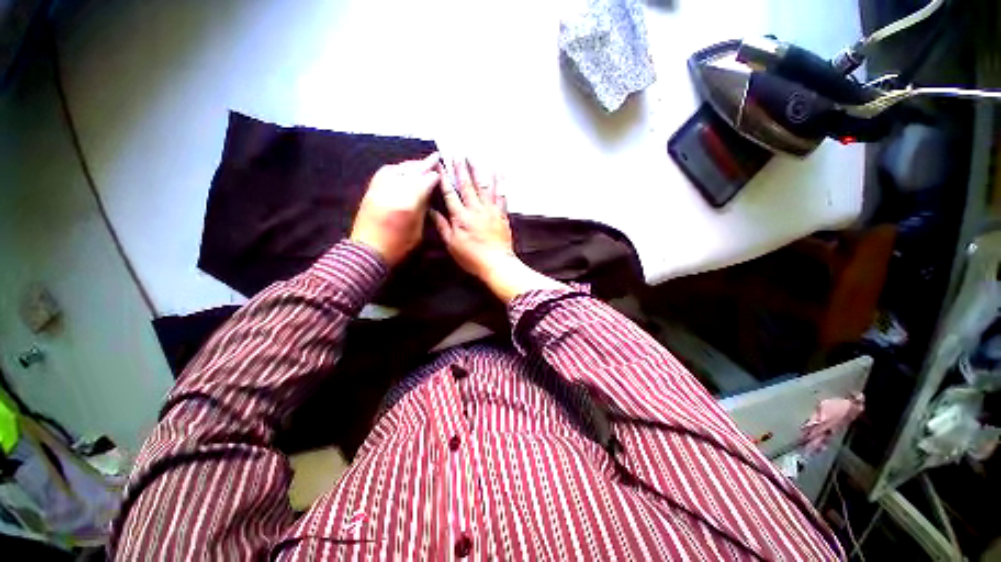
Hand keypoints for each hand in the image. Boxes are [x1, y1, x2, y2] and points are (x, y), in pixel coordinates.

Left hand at [350, 153, 440, 266]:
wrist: (367, 251)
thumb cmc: (398, 246)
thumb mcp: (417, 231)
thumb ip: (423, 209)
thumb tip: (428, 194)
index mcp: (407, 204)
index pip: (424, 183)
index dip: (433, 176)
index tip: (441, 171)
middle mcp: (393, 191)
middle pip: (411, 172)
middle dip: (424, 164)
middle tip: (435, 157)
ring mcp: (379, 189)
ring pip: (397, 169)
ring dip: (410, 164)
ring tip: (420, 163)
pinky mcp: (371, 191)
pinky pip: (384, 173)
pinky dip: (395, 168)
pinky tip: (401, 169)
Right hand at [432, 158, 565, 302]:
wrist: (497, 263)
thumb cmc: (472, 257)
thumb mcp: (452, 244)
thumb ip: (442, 226)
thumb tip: (430, 210)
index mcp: (460, 216)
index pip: (449, 193)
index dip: (443, 177)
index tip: (438, 164)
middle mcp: (475, 209)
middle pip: (466, 185)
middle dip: (460, 168)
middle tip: (456, 154)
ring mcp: (490, 210)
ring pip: (484, 186)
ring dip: (478, 170)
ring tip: (475, 157)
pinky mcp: (502, 214)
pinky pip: (501, 196)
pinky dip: (500, 183)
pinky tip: (499, 174)